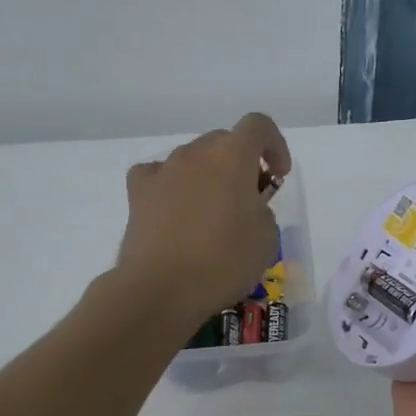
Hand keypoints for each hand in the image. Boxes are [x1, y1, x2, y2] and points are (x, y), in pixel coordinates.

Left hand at [117, 112, 291, 324]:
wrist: (160, 289)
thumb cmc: (223, 262)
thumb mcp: (267, 238)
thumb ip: (262, 210)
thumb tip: (247, 207)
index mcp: (232, 156)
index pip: (258, 126)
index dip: (275, 144)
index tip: (278, 175)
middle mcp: (196, 153)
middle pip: (224, 141)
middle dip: (242, 163)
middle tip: (249, 199)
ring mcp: (163, 170)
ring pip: (193, 159)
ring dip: (209, 176)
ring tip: (213, 213)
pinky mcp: (137, 192)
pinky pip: (160, 175)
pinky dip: (173, 186)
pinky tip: (177, 211)